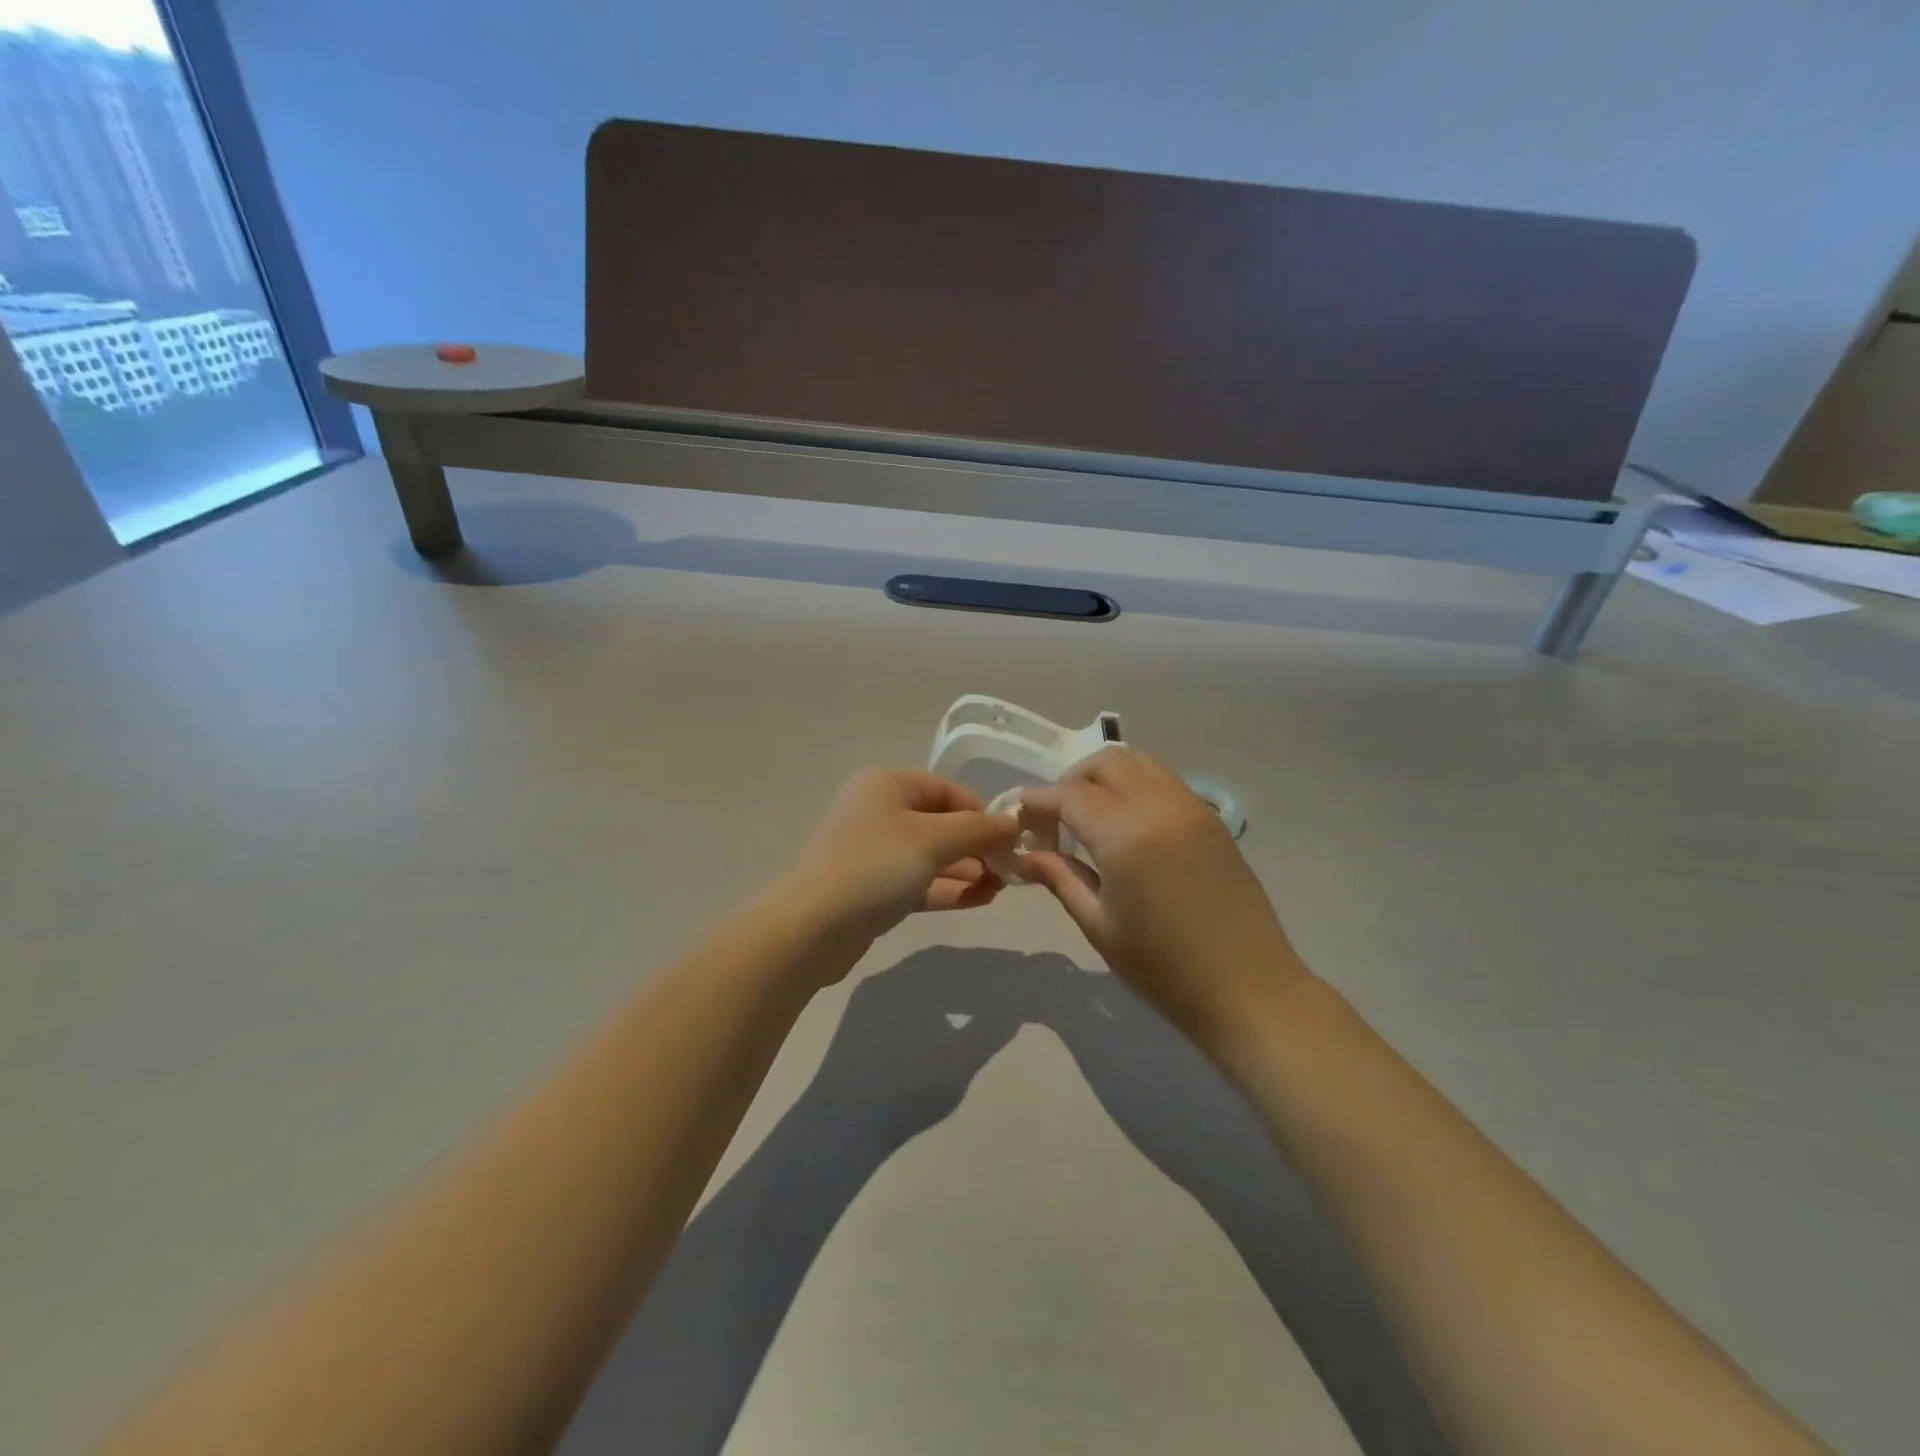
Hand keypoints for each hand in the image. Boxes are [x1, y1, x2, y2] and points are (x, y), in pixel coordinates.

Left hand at [778, 768, 1021, 947]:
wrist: (811, 929)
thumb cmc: (874, 867)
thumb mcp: (932, 840)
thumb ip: (978, 829)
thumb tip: (1014, 821)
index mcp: (886, 785)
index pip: (946, 789)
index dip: (982, 811)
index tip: (1012, 838)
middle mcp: (877, 812)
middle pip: (940, 823)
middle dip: (977, 845)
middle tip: (1012, 868)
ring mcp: (872, 853)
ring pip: (931, 856)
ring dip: (967, 869)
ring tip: (1003, 887)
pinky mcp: (872, 890)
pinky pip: (918, 882)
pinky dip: (948, 889)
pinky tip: (981, 899)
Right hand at [1017, 749, 1310, 1046]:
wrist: (1250, 990)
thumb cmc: (1165, 970)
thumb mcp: (1100, 927)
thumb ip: (1060, 878)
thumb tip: (1025, 853)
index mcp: (1128, 838)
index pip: (1071, 795)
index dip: (1039, 800)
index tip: (1018, 814)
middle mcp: (1161, 808)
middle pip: (1107, 763)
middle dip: (1072, 780)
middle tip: (1055, 816)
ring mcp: (1193, 809)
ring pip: (1141, 762)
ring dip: (1106, 776)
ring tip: (1091, 814)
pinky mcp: (1213, 819)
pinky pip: (1165, 780)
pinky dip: (1136, 784)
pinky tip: (1127, 822)